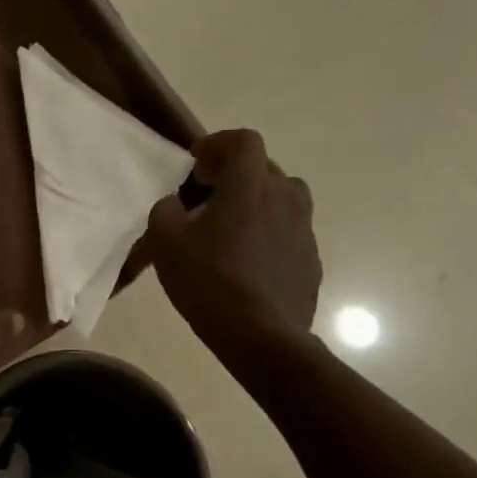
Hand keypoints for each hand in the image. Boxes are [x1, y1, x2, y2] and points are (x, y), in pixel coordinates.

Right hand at [145, 129, 321, 346]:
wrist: (262, 336)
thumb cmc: (209, 280)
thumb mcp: (165, 240)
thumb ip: (166, 209)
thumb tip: (176, 204)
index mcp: (250, 185)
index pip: (244, 141)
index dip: (218, 144)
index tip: (196, 165)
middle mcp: (284, 198)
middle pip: (264, 168)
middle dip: (234, 174)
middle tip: (206, 197)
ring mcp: (304, 230)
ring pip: (282, 199)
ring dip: (256, 203)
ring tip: (231, 229)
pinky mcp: (311, 260)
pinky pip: (288, 232)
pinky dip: (268, 234)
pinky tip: (247, 263)